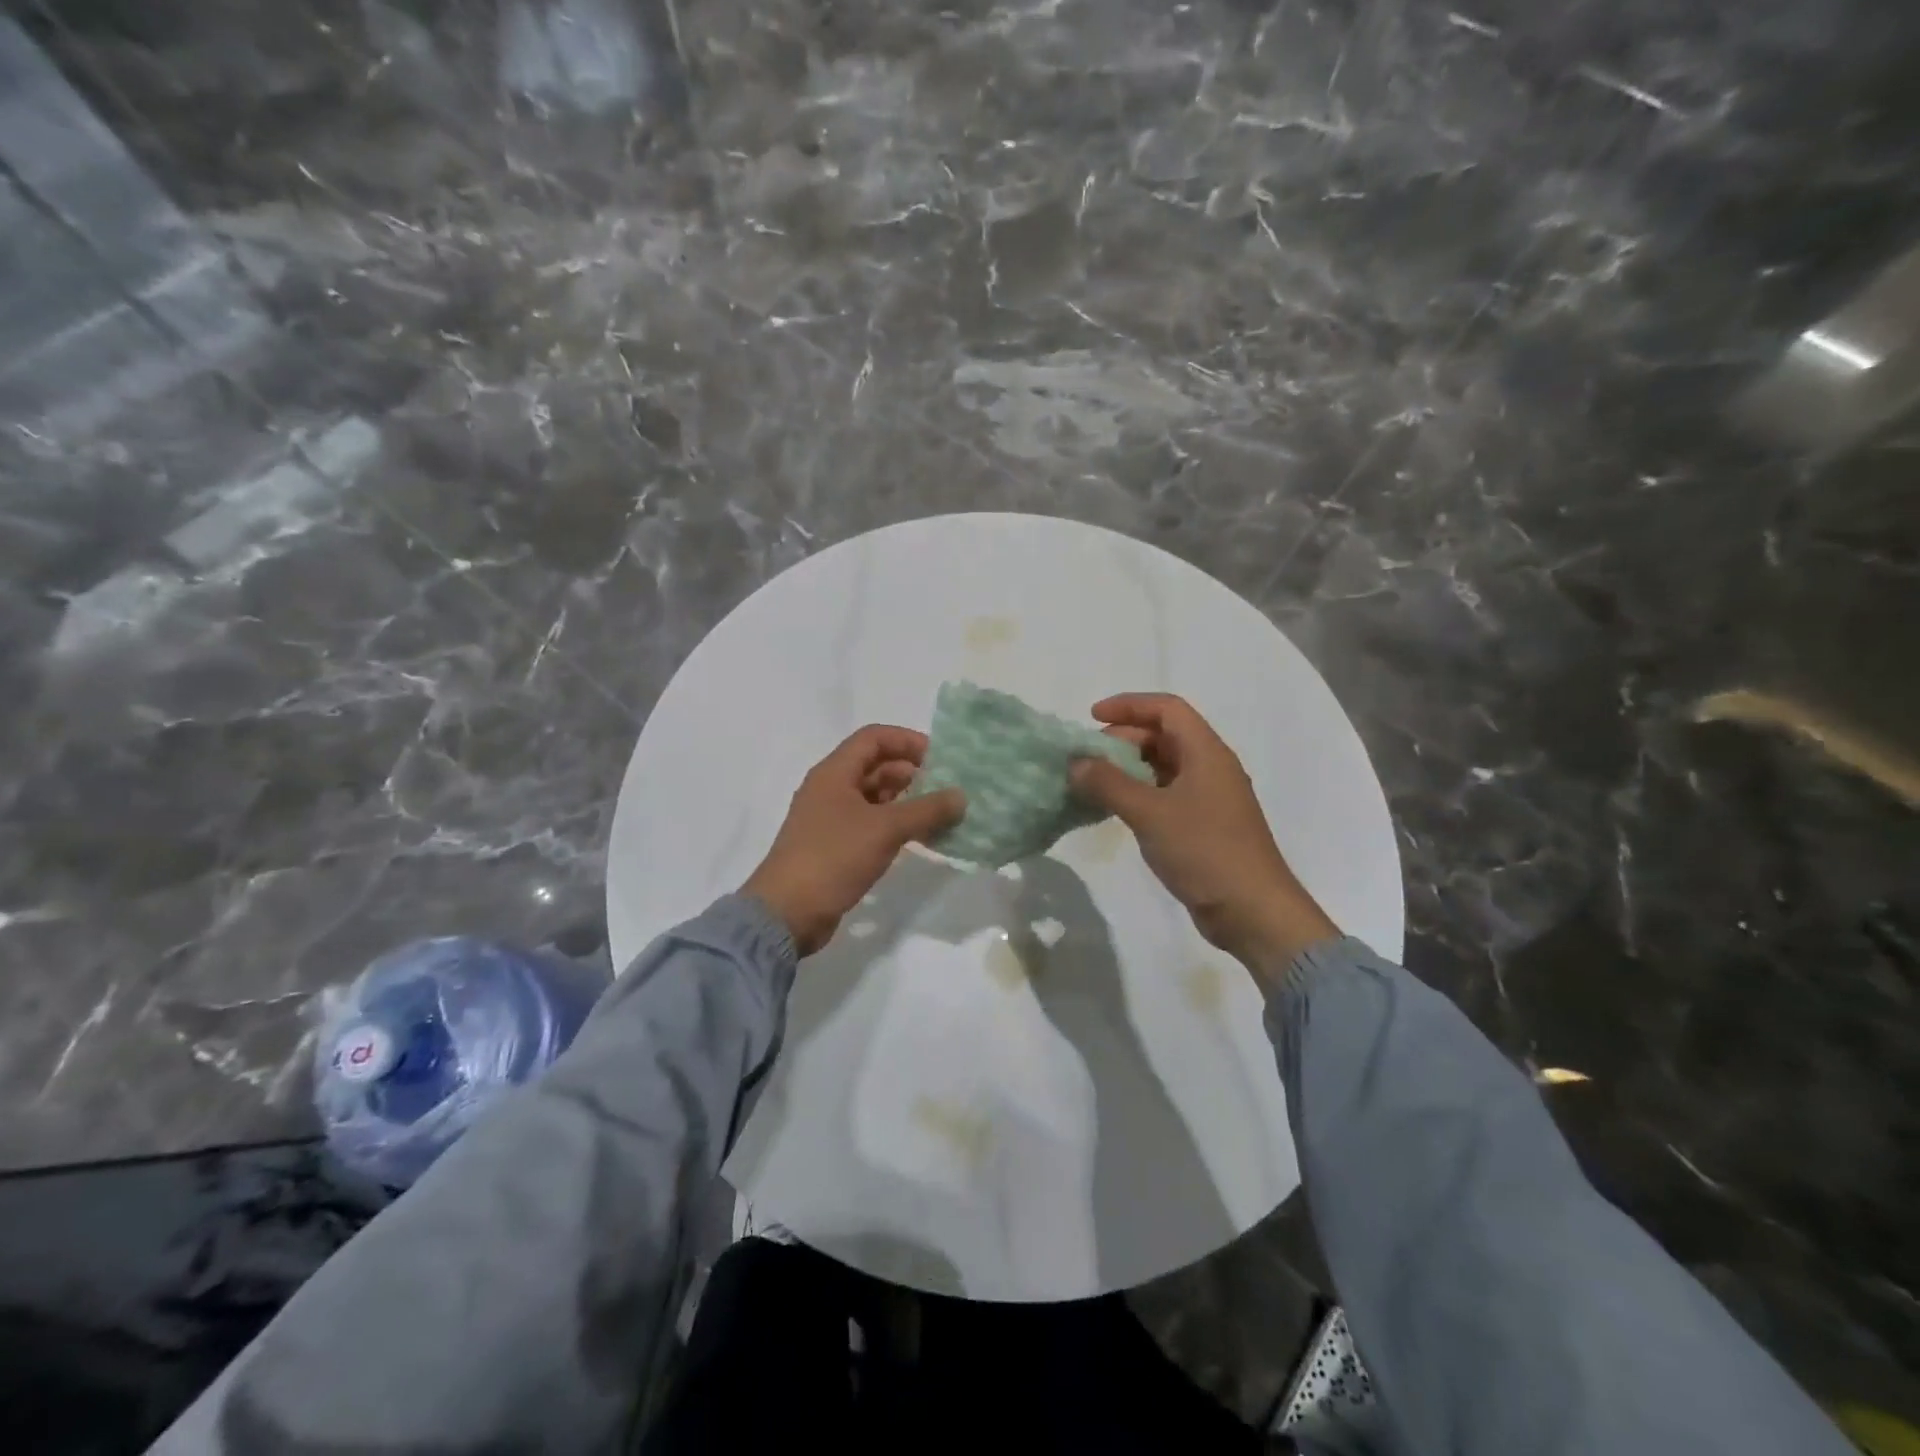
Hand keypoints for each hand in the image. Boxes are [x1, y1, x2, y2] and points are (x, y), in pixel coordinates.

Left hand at [742, 725, 965, 956]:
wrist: (787, 913)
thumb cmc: (834, 857)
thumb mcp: (885, 829)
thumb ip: (926, 810)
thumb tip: (961, 796)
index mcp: (834, 773)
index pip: (873, 738)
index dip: (906, 740)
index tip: (939, 757)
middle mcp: (830, 789)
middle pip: (874, 766)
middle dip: (911, 772)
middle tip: (945, 788)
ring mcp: (830, 819)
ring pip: (873, 797)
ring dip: (905, 800)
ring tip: (939, 814)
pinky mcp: (834, 846)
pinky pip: (870, 824)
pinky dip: (895, 825)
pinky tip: (919, 838)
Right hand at [1069, 693, 1339, 979]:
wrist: (1252, 911)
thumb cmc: (1204, 851)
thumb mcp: (1149, 813)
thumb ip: (1108, 784)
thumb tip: (1076, 762)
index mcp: (1206, 752)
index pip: (1167, 709)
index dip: (1128, 705)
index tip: (1092, 716)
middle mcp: (1211, 767)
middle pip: (1164, 735)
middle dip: (1124, 738)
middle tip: (1089, 758)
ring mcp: (1210, 797)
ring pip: (1164, 766)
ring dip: (1129, 768)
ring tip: (1095, 783)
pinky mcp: (1205, 825)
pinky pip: (1167, 794)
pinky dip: (1140, 793)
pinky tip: (1117, 810)